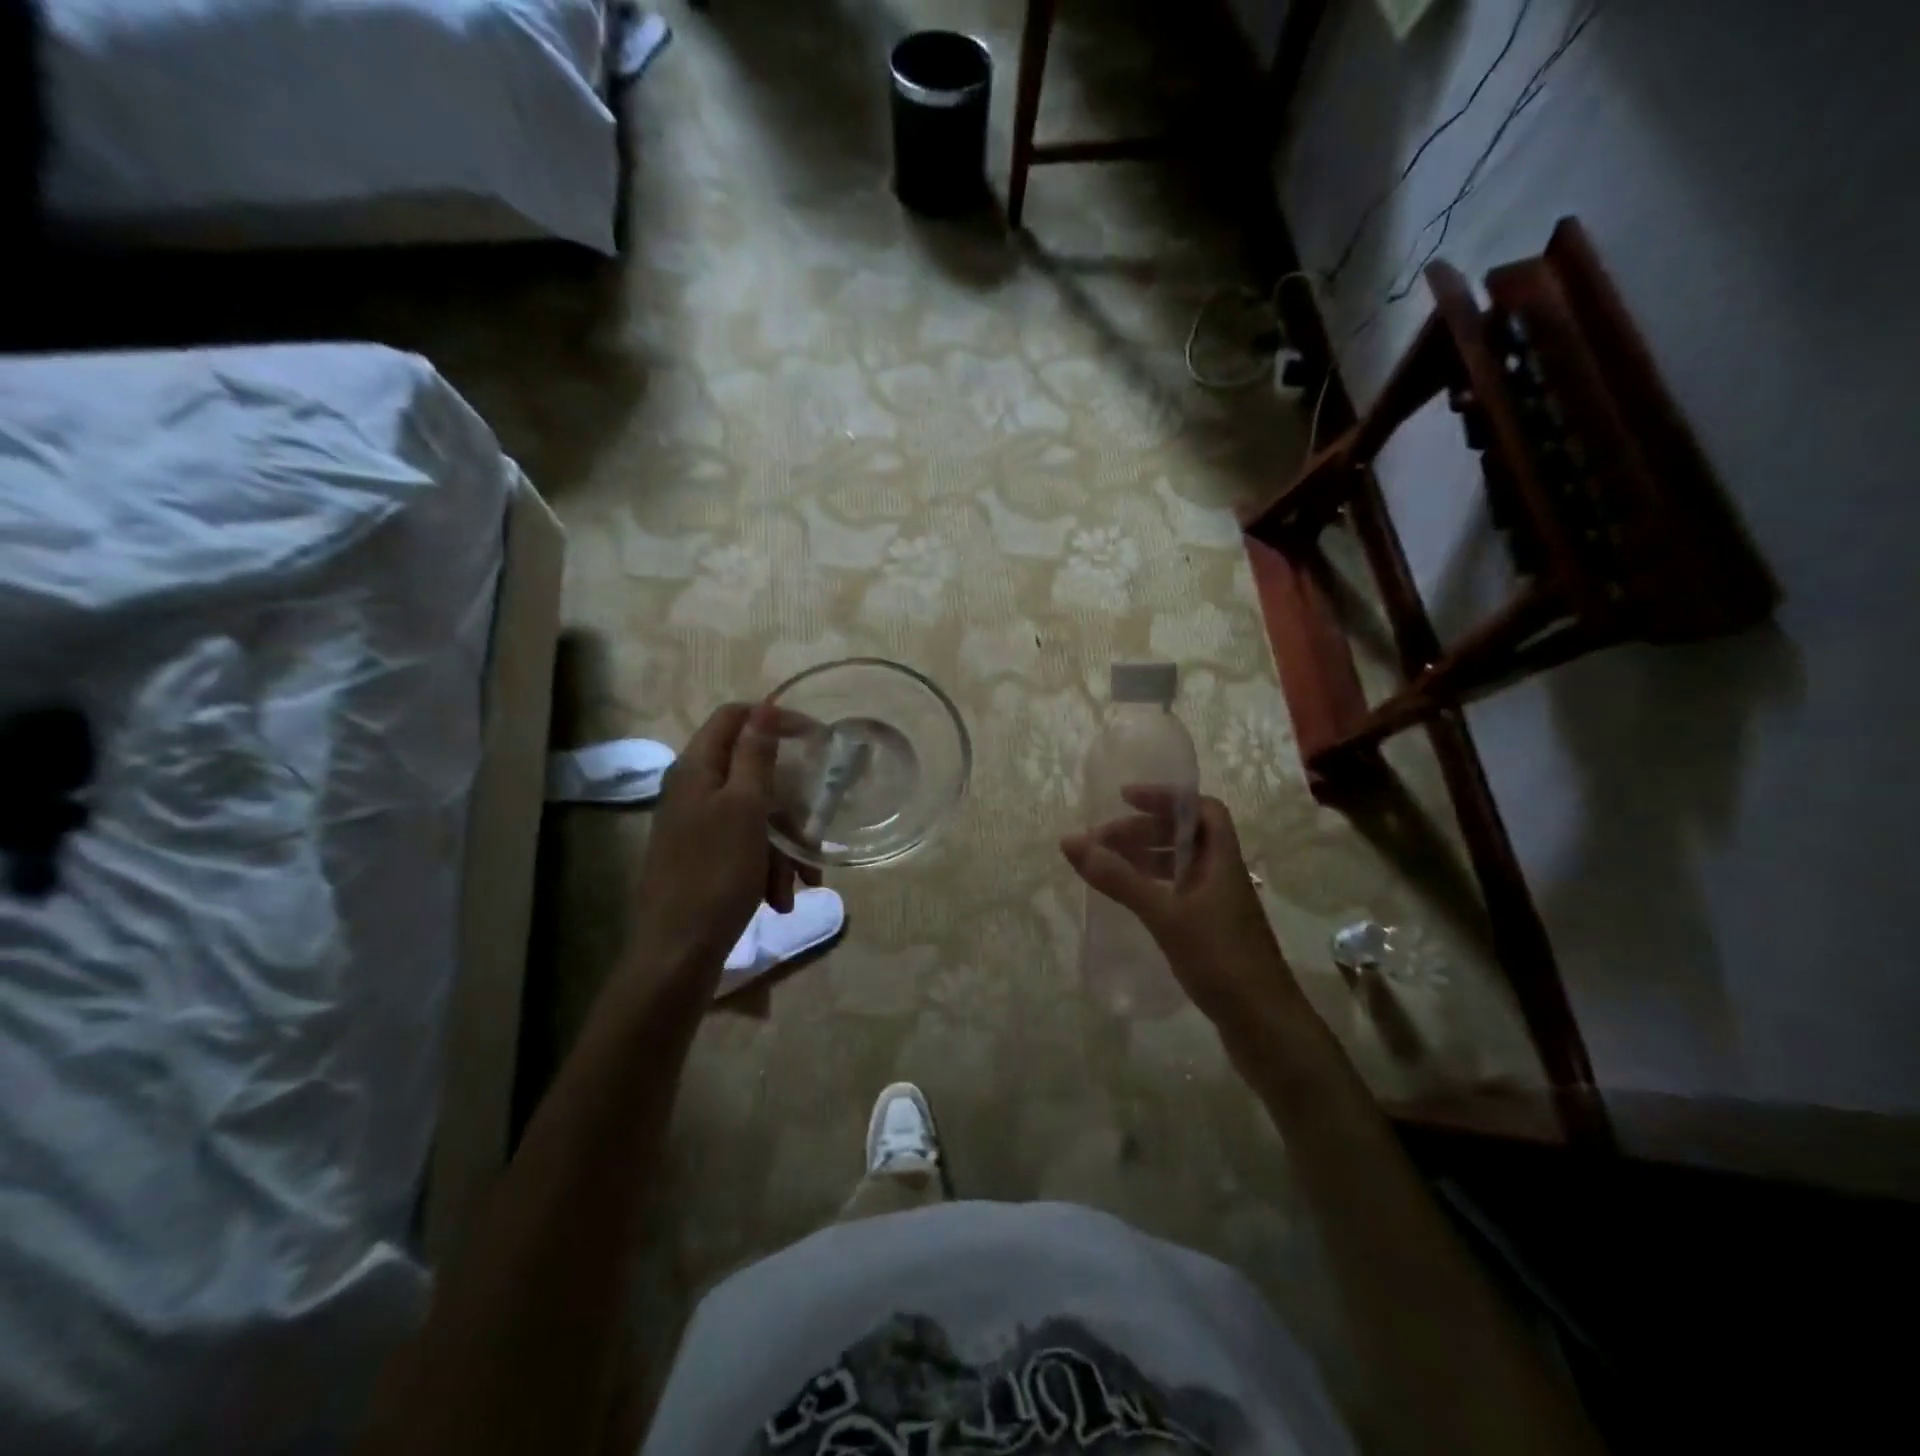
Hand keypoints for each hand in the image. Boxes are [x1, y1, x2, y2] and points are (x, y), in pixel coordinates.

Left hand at [631, 702, 818, 986]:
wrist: (677, 953)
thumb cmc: (715, 874)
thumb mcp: (745, 809)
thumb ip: (756, 756)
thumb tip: (764, 707)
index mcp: (697, 770)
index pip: (734, 717)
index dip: (774, 718)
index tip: (815, 737)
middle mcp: (693, 791)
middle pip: (753, 772)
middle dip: (789, 802)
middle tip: (814, 825)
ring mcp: (697, 826)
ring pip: (756, 815)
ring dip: (784, 845)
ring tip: (800, 881)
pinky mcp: (704, 858)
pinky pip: (746, 846)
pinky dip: (767, 867)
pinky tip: (779, 898)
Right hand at [1060, 791, 1302, 1029]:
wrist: (1265, 1027)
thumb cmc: (1220, 960)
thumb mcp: (1165, 915)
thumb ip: (1119, 878)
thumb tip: (1071, 841)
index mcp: (1222, 861)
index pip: (1202, 809)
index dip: (1165, 798)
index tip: (1124, 799)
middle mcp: (1223, 876)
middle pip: (1185, 837)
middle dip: (1143, 831)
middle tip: (1101, 842)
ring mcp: (1219, 906)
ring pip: (1180, 867)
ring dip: (1145, 859)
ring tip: (1107, 866)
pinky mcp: (1212, 934)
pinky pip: (1178, 894)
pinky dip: (1152, 887)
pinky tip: (1131, 900)